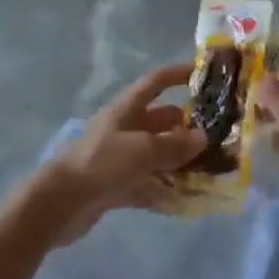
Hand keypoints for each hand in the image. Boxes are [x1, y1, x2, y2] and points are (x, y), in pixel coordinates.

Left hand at [36, 62, 204, 244]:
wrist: (60, 204)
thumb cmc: (102, 164)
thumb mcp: (143, 150)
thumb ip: (175, 144)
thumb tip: (202, 137)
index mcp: (127, 109)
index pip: (156, 82)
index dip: (178, 74)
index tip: (203, 74)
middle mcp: (124, 129)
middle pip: (161, 121)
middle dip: (187, 127)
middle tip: (218, 137)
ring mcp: (120, 158)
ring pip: (157, 154)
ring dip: (180, 161)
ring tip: (210, 170)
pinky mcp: (116, 185)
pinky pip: (148, 183)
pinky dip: (165, 190)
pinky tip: (188, 200)